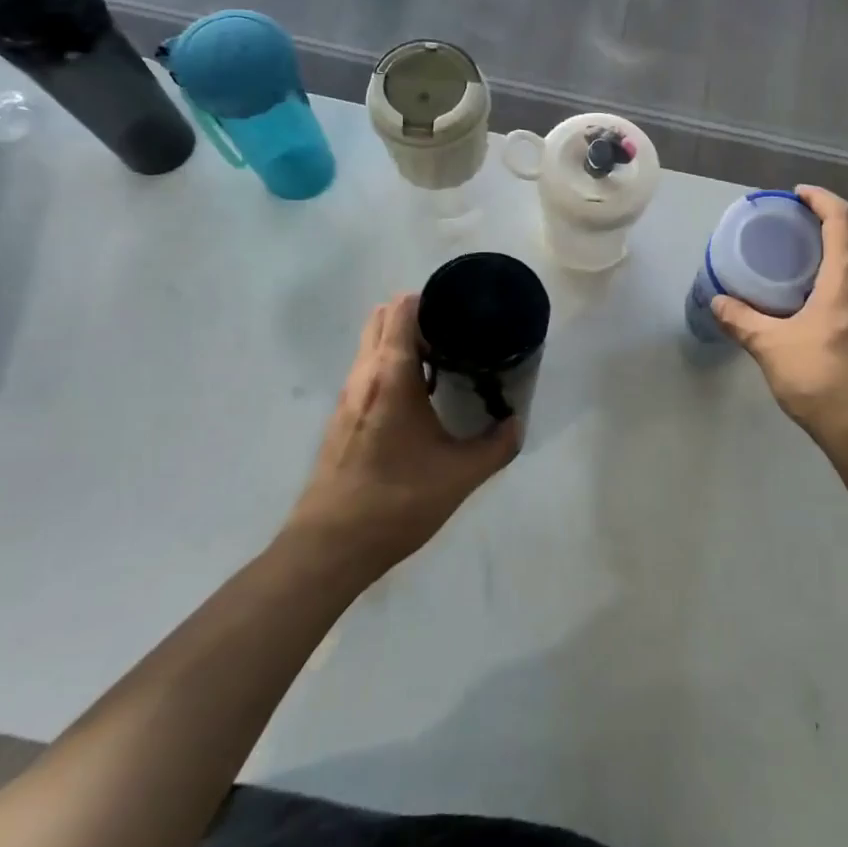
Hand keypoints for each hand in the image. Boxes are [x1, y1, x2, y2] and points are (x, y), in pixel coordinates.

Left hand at [287, 294, 521, 578]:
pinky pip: (367, 372)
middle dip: (416, 315)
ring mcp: (347, 397)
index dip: (430, 299)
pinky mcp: (341, 419)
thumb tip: (516, 424)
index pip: (401, 309)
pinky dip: (390, 367)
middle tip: (455, 332)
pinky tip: (419, 398)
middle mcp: (364, 375)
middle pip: (382, 319)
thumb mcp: (460, 475)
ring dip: (402, 342)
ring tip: (443, 361)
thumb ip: (496, 446)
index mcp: (391, 375)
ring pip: (371, 346)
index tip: (460, 309)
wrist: (331, 546)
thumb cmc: (397, 501)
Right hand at [712, 186, 847, 454]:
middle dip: (835, 226)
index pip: (842, 220)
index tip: (798, 195)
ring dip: (844, 255)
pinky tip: (821, 305)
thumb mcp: (772, 347)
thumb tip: (717, 301)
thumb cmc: (823, 379)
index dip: (822, 200)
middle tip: (800, 231)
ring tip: (807, 266)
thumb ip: (742, 321)